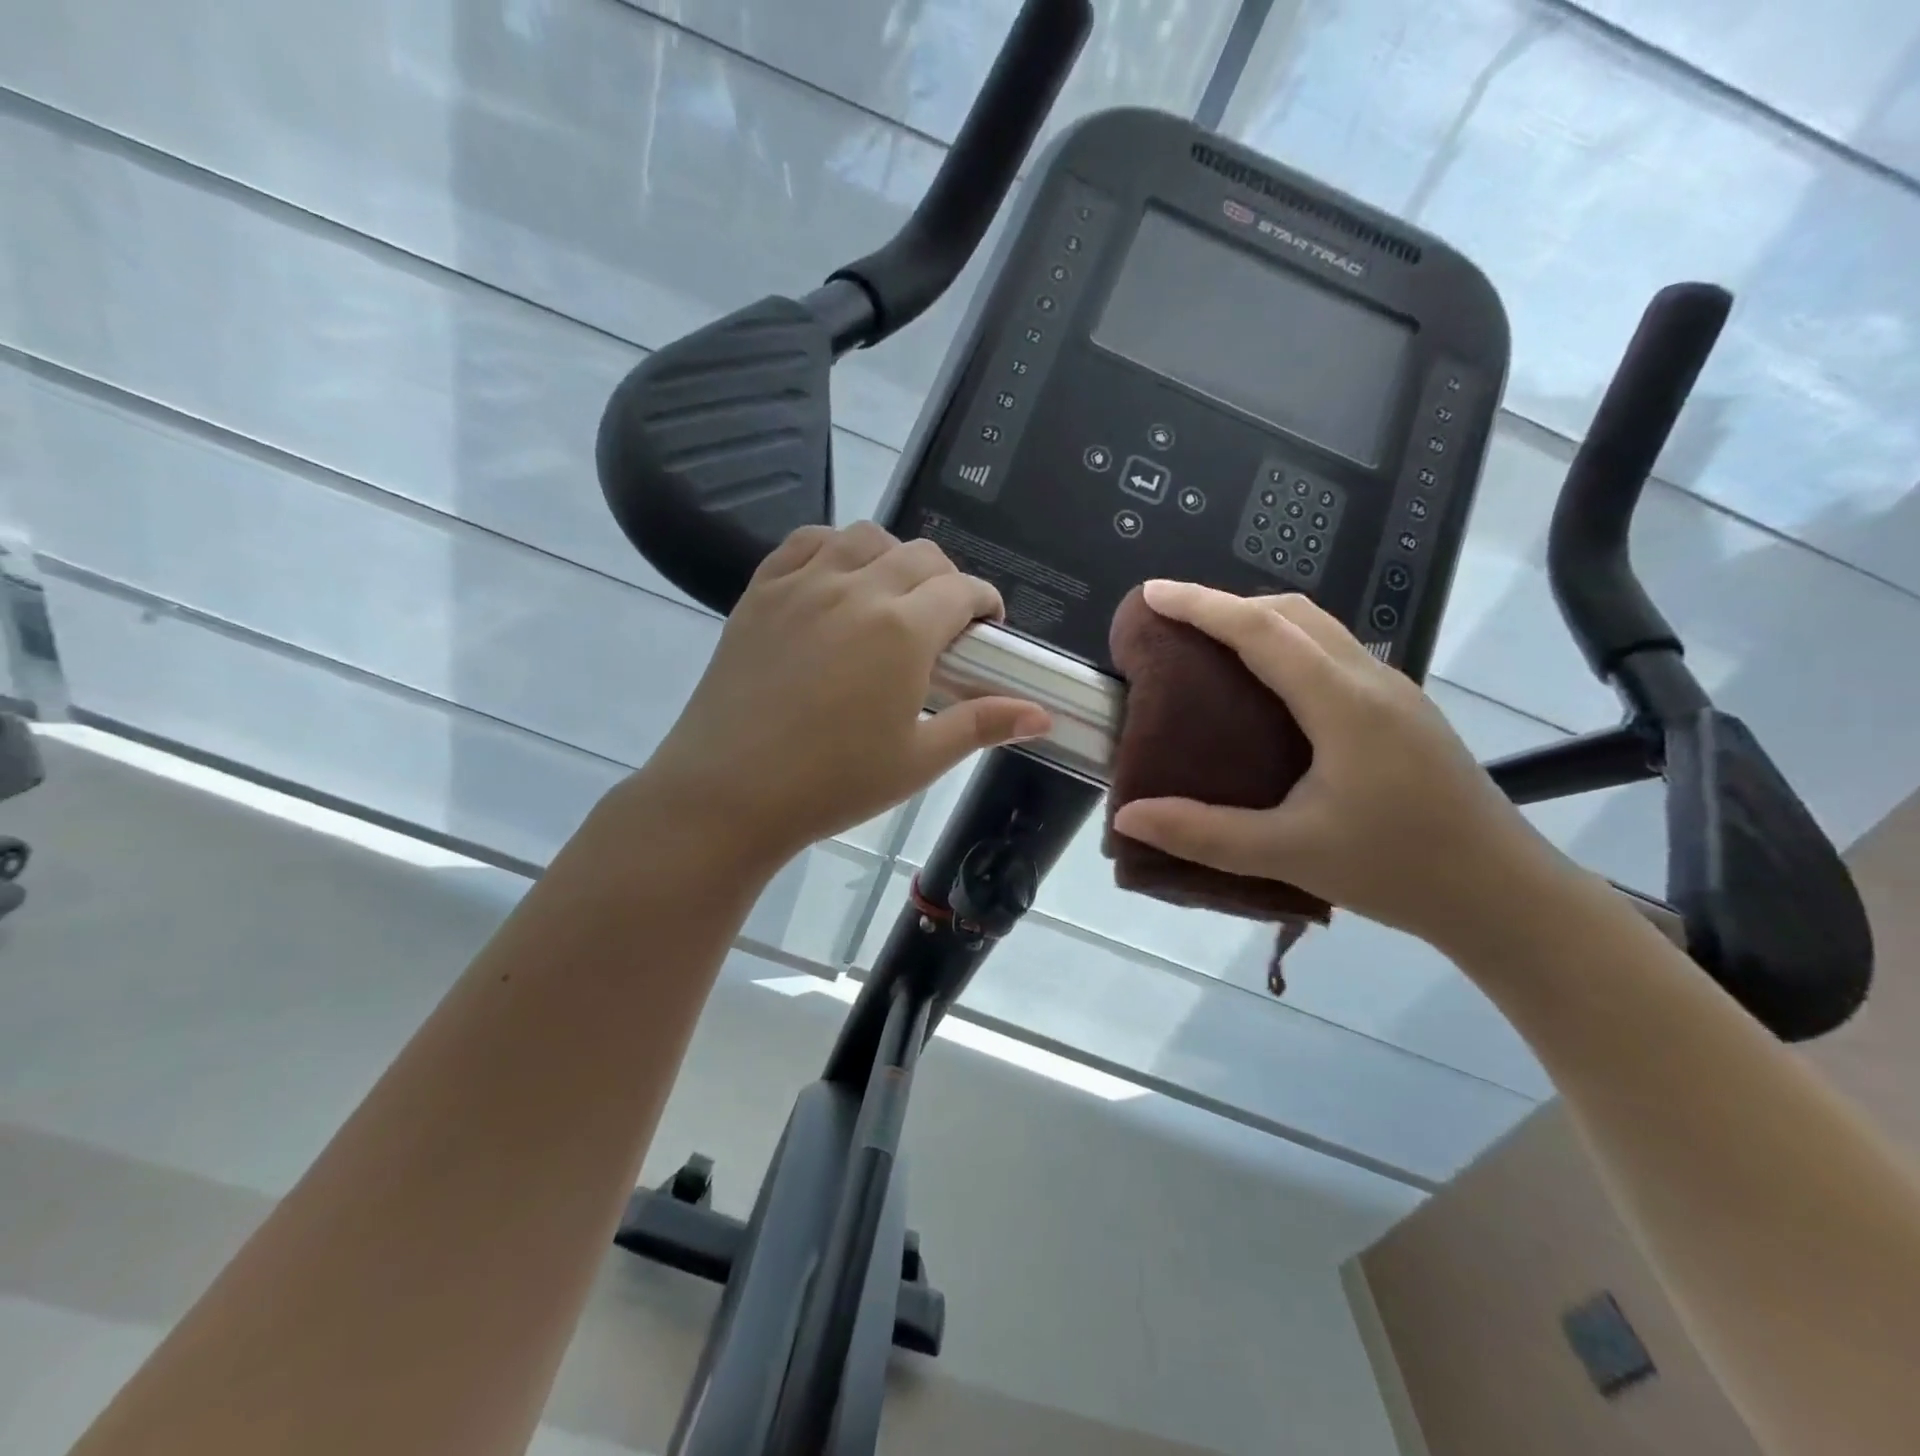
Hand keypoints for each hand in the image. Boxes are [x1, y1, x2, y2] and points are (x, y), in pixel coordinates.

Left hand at [629, 524, 1051, 870]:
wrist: (728, 792)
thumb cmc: (833, 783)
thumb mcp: (919, 760)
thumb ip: (983, 725)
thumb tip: (1042, 714)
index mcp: (904, 629)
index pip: (963, 589)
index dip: (985, 603)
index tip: (986, 629)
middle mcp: (857, 588)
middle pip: (921, 555)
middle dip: (947, 581)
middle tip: (943, 625)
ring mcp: (803, 583)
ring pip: (866, 538)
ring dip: (893, 557)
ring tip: (891, 599)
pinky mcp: (762, 590)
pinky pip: (807, 542)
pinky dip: (835, 548)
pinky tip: (837, 581)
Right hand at [1110, 580, 1577, 950]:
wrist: (1504, 893)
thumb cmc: (1398, 870)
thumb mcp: (1290, 853)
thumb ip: (1203, 834)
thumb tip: (1127, 818)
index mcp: (1344, 704)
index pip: (1262, 630)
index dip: (1203, 606)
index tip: (1153, 593)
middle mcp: (1372, 680)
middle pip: (1294, 612)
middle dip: (1228, 604)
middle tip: (1173, 624)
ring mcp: (1394, 692)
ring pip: (1319, 628)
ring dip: (1260, 622)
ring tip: (1210, 648)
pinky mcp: (1403, 711)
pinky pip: (1335, 654)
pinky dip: (1287, 647)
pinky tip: (1265, 689)